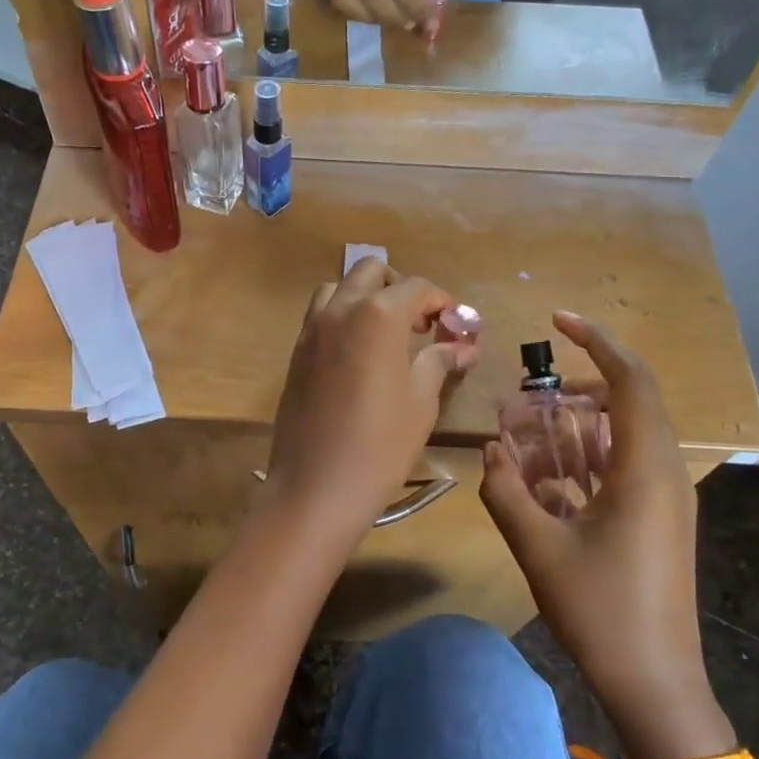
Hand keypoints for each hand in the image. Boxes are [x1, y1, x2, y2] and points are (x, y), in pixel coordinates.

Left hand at [265, 257, 479, 539]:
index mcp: (378, 315)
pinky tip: (358, 354)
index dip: (441, 301)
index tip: (455, 324)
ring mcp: (311, 329)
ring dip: (365, 297)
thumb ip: (439, 361)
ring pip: (338, 288)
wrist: (316, 486)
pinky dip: (342, 317)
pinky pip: (319, 316)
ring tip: (386, 334)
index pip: (416, 287)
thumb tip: (463, 346)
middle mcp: (340, 310)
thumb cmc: (380, 445)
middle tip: (420, 324)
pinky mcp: (295, 352)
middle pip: (371, 272)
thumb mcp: (421, 402)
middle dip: (400, 288)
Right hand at [480, 312, 719, 757]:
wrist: (655, 684)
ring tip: (530, 431)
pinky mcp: (656, 521)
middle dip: (578, 386)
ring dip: (578, 425)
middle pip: (628, 402)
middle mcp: (663, 473)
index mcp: (645, 469)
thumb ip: (507, 492)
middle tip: (532, 393)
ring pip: (623, 436)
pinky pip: (622, 467)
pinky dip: (585, 458)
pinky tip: (545, 476)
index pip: (631, 380)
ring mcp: (664, 499)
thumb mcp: (539, 547)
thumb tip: (490, 451)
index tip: (557, 320)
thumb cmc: (601, 610)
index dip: (597, 341)